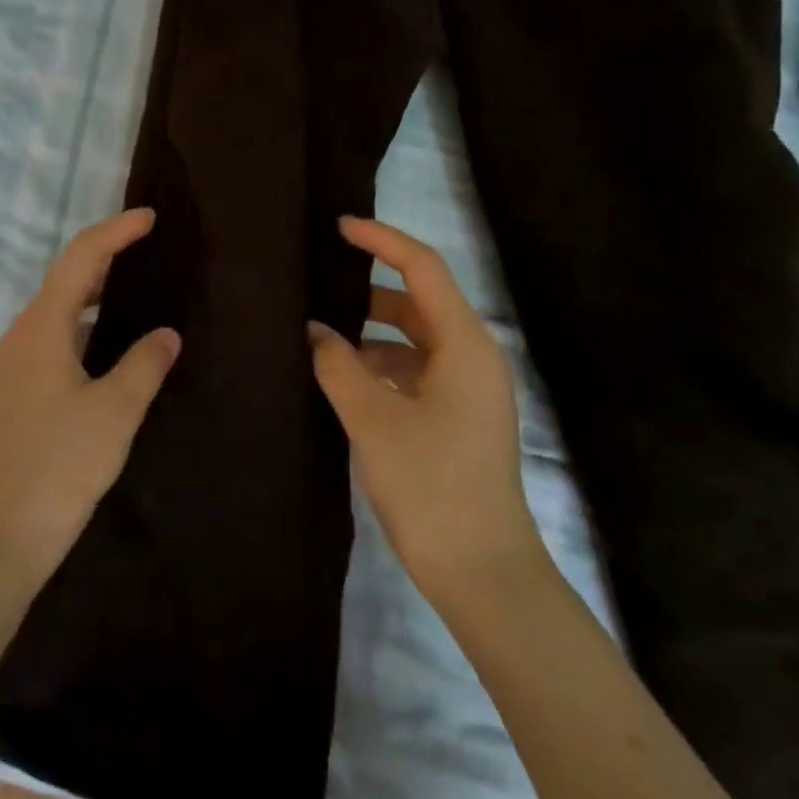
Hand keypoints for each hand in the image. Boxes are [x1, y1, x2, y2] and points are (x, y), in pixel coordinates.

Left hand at [0, 208, 180, 583]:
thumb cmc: (60, 464)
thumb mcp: (116, 411)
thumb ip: (145, 363)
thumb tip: (166, 334)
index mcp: (42, 327)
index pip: (81, 259)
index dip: (115, 232)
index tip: (150, 218)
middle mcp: (21, 335)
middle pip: (65, 279)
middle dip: (106, 258)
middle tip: (149, 250)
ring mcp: (12, 364)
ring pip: (58, 311)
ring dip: (94, 294)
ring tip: (136, 291)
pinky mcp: (14, 391)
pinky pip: (52, 338)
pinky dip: (83, 326)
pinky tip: (108, 347)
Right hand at [309, 216, 542, 604]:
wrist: (482, 571)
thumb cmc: (430, 485)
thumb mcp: (373, 419)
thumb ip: (338, 365)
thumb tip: (315, 331)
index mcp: (465, 344)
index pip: (422, 268)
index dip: (381, 240)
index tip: (339, 227)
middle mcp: (474, 356)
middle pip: (418, 302)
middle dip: (368, 291)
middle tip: (317, 285)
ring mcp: (469, 389)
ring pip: (414, 339)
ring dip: (370, 334)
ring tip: (320, 335)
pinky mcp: (459, 416)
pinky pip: (416, 370)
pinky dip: (381, 366)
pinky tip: (344, 378)